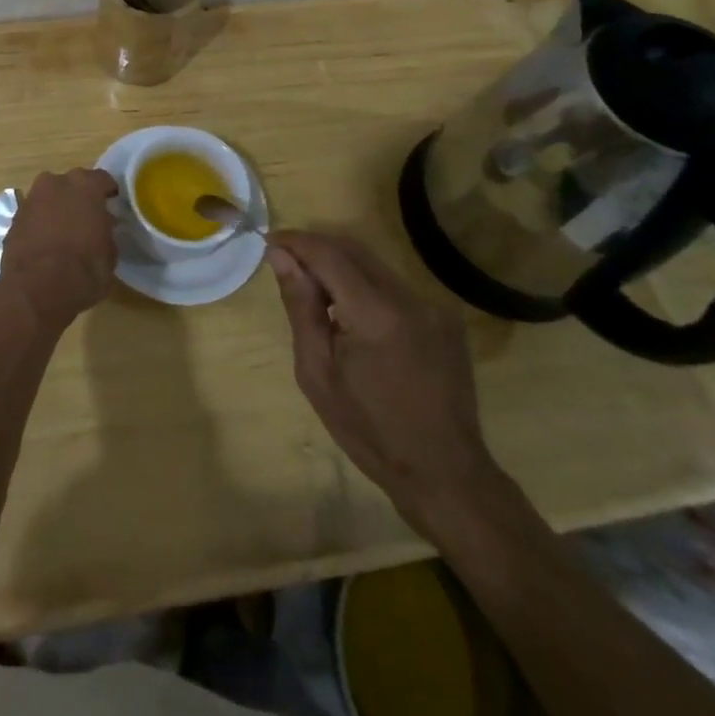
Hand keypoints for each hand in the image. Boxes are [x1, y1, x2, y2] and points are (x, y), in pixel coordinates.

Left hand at [0, 168, 120, 329]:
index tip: (113, 205)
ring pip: (49, 198)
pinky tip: (46, 244)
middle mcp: (55, 183)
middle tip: (88, 218)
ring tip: (65, 232)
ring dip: (57, 209)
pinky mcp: (13, 219)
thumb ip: (106, 231)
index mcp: (85, 186)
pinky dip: (40, 224)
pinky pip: (33, 215)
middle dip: (79, 198)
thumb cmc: (83, 270)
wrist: (36, 291)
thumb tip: (101, 226)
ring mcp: (30, 199)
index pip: (102, 179)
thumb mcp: (110, 254)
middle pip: (72, 184)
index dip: (108, 193)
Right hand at [267, 230, 506, 539]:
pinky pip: (393, 285)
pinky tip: (352, 316)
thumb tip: (280, 256)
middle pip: (353, 249)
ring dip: (339, 266)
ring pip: (373, 264)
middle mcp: (409, 298)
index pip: (328, 254)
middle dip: (315, 248)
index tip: (269, 243)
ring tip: (316, 295)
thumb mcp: (317, 372)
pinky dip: (364, 286)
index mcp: (376, 314)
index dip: (296, 242)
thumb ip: (300, 306)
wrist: (444, 473)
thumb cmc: (370, 431)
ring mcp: (432, 306)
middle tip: (286, 264)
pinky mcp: (444, 317)